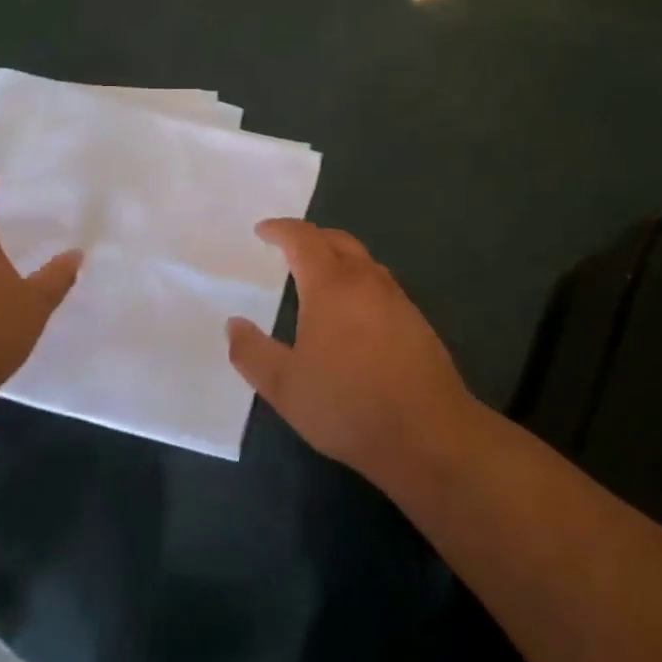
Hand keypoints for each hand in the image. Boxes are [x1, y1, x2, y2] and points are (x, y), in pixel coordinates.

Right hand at [226, 220, 474, 488]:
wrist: (426, 432)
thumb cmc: (347, 404)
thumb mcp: (284, 386)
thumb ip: (252, 352)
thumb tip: (234, 324)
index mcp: (331, 285)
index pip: (303, 239)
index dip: (281, 229)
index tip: (262, 230)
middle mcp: (366, 280)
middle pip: (337, 240)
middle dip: (310, 237)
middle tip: (289, 247)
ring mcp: (396, 298)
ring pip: (363, 261)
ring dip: (338, 257)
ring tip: (318, 276)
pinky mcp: (416, 320)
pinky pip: (380, 284)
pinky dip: (358, 281)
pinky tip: (352, 312)